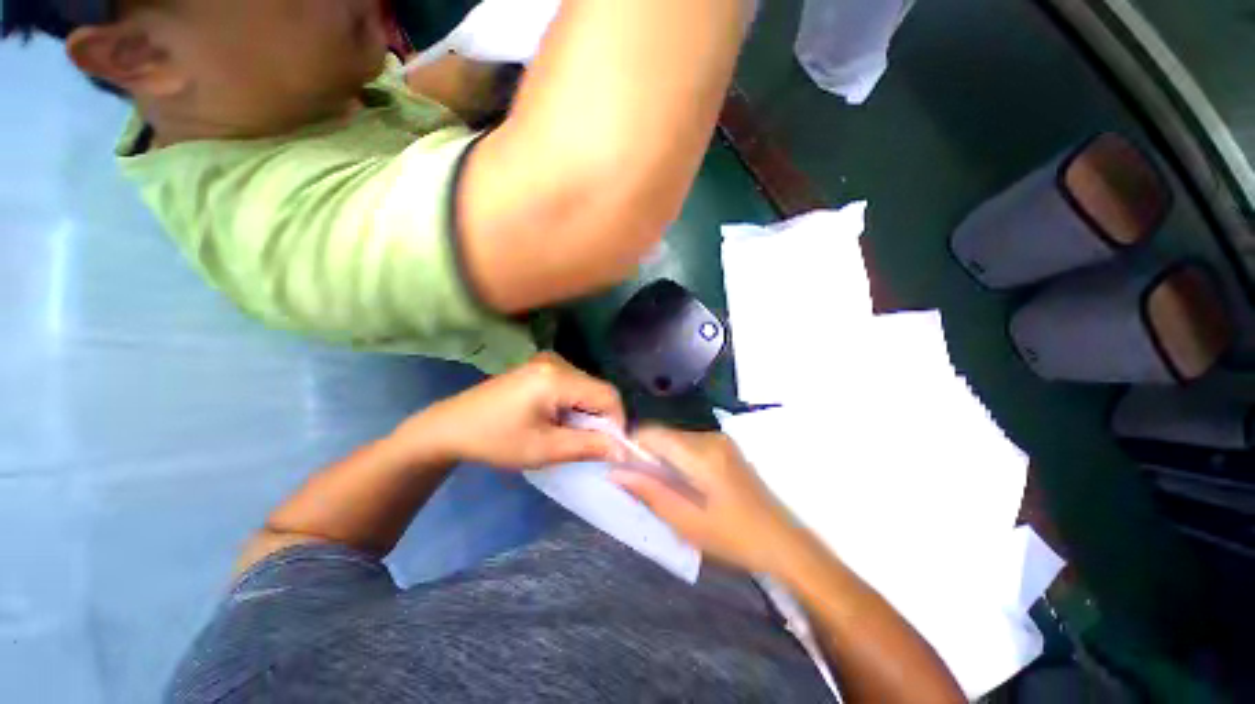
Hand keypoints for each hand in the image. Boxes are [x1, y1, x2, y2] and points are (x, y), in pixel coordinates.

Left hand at [395, 353, 625, 468]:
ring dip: (586, 412)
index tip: (608, 449)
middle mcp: (557, 361)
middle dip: (599, 419)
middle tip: (585, 445)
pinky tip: (556, 420)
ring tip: (566, 434)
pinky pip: (573, 385)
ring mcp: (548, 361)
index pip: (608, 395)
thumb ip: (588, 446)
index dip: (616, 422)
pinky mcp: (541, 367)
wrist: (450, 427)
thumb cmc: (495, 440)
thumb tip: (624, 451)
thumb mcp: (544, 449)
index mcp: (557, 377)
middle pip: (598, 389)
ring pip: (587, 387)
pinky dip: (574, 404)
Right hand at [612, 428, 796, 573]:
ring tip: (664, 488)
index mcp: (701, 453)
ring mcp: (720, 439)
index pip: (653, 433)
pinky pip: (689, 444)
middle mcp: (710, 437)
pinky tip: (683, 483)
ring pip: (675, 439)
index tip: (622, 468)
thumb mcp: (686, 522)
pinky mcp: (725, 446)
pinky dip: (677, 459)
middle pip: (664, 435)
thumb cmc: (733, 538)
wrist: (782, 542)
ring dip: (662, 457)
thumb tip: (615, 472)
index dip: (631, 446)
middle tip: (642, 486)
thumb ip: (650, 492)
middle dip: (647, 455)